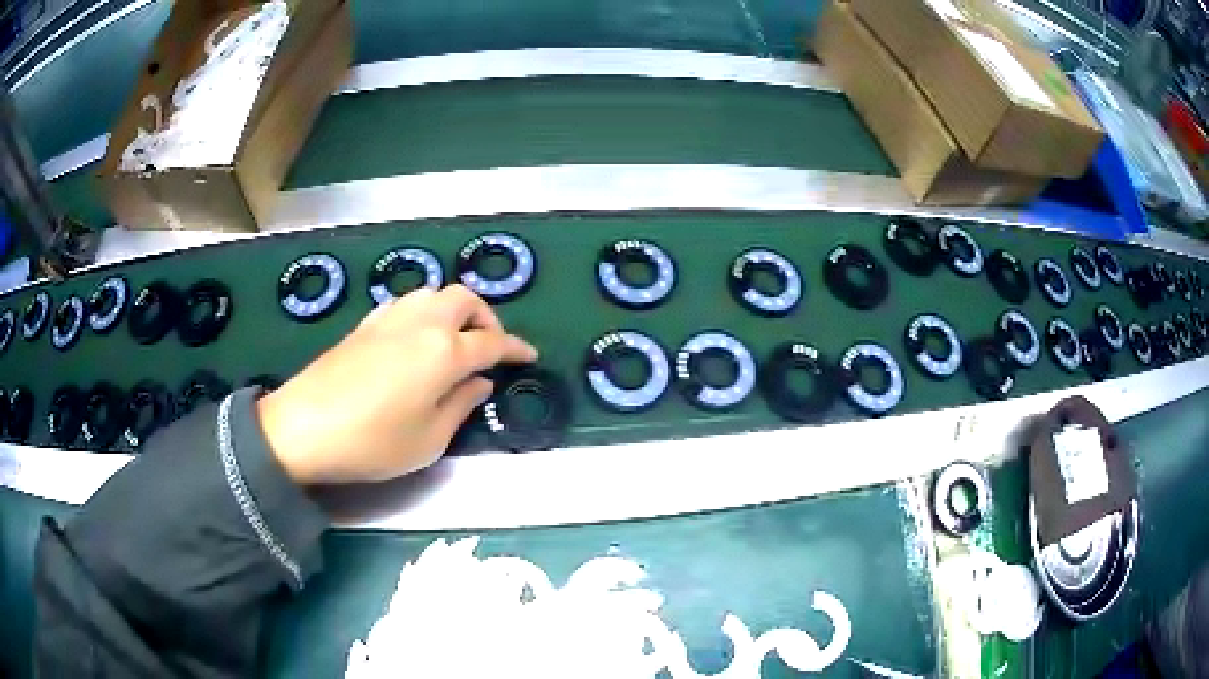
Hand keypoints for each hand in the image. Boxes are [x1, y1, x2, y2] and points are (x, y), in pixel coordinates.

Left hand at [255, 285, 537, 484]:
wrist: (305, 427)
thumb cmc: (373, 441)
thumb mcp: (429, 439)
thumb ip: (461, 405)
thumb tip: (479, 381)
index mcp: (445, 351)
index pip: (492, 341)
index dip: (515, 348)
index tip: (529, 356)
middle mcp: (422, 323)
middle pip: (465, 300)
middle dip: (486, 318)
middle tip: (488, 348)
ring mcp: (390, 318)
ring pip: (434, 293)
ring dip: (454, 310)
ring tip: (454, 341)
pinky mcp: (365, 323)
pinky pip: (407, 304)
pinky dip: (424, 313)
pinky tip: (416, 340)